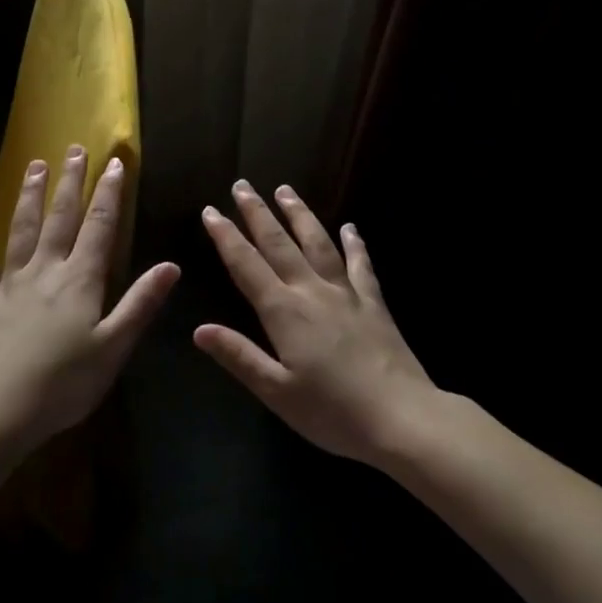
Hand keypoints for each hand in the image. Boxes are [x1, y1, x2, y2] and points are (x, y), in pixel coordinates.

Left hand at [0, 147, 178, 454]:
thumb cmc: (63, 384)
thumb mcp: (113, 347)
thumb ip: (140, 304)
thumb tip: (170, 265)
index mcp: (80, 280)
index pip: (100, 226)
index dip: (109, 194)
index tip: (114, 163)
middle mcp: (45, 270)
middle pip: (60, 218)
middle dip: (71, 183)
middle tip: (74, 149)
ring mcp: (10, 283)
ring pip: (22, 229)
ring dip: (30, 196)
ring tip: (36, 165)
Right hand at [196, 182, 434, 464]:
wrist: (401, 417)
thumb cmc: (332, 412)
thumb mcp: (276, 392)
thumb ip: (239, 356)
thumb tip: (199, 329)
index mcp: (283, 312)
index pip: (246, 265)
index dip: (226, 236)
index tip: (211, 211)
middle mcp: (312, 292)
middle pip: (279, 243)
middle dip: (257, 213)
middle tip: (242, 185)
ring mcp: (346, 293)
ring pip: (318, 243)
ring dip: (299, 215)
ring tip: (285, 190)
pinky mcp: (374, 303)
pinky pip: (362, 265)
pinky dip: (355, 243)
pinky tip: (351, 227)